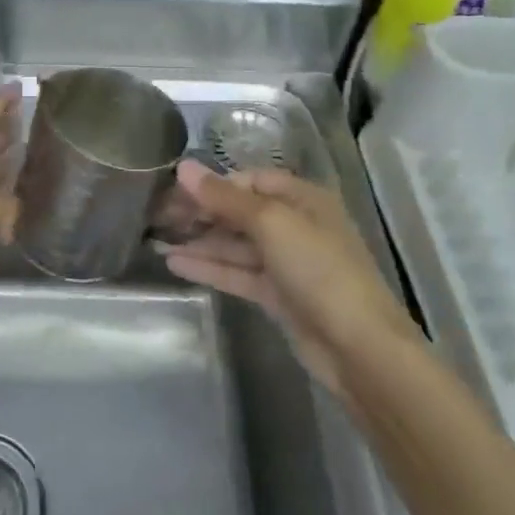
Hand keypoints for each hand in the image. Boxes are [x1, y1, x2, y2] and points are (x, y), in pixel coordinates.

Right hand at [161, 162, 412, 394]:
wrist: (357, 346)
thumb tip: (184, 168)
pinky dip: (209, 267)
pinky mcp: (278, 294)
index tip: (174, 192)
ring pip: (236, 245)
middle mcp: (296, 225)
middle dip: (202, 213)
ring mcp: (287, 263)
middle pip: (241, 212)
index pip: (250, 180)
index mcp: (303, 199)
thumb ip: (225, 198)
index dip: (214, 184)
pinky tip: (175, 264)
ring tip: (157, 241)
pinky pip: (238, 273)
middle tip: (159, 218)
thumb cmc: (319, 270)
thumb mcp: (271, 224)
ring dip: (200, 242)